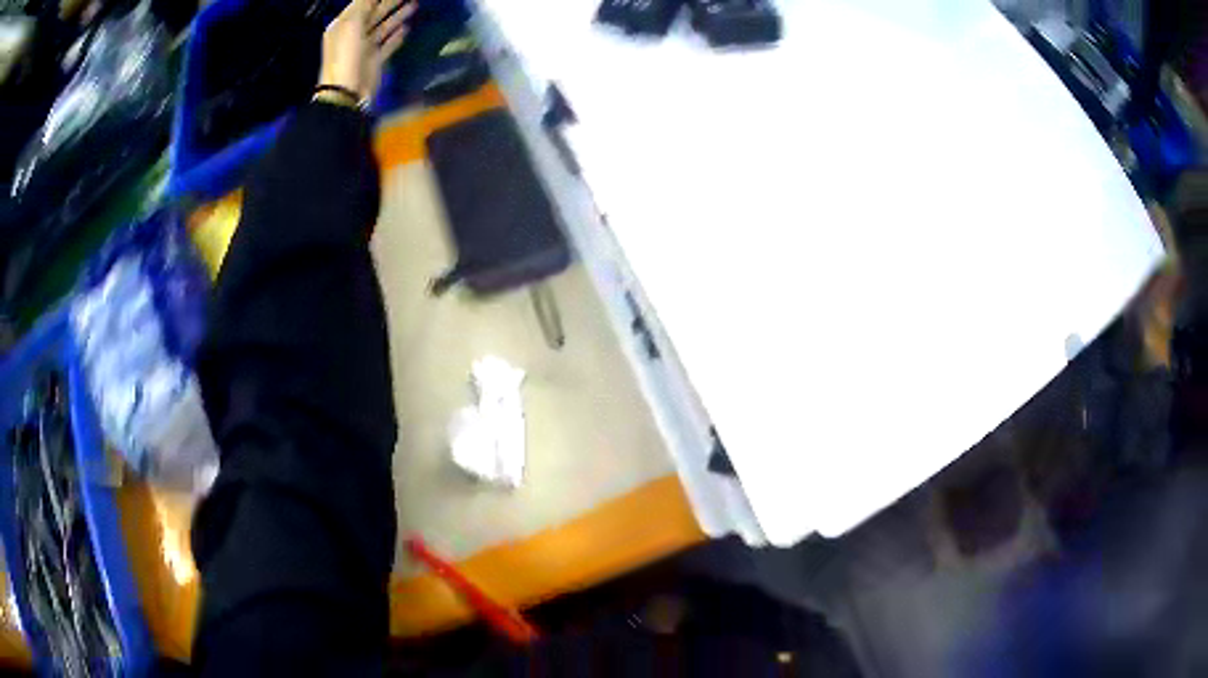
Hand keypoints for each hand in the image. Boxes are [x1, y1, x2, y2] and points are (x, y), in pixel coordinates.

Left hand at [320, 0, 416, 100]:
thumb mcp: (352, 24)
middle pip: (374, 13)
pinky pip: (388, 44)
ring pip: (383, 26)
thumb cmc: (346, 55)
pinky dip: (396, 36)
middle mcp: (354, 34)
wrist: (347, 92)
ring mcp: (364, 47)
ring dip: (398, 16)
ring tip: (414, 5)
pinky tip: (406, 29)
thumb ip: (364, 4)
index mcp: (344, 25)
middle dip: (390, 2)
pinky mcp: (374, 60)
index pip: (363, 2)